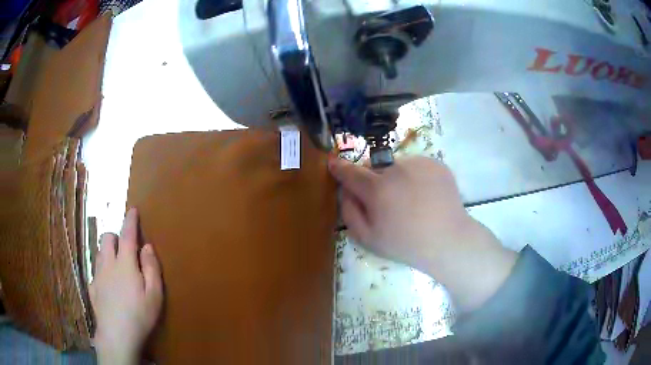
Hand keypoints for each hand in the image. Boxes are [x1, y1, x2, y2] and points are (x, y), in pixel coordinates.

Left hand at [90, 208, 162, 363]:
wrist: (117, 335)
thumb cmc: (140, 315)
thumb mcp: (154, 294)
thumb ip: (151, 267)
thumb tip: (147, 246)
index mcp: (125, 263)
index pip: (127, 234)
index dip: (130, 220)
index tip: (132, 210)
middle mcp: (108, 264)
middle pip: (107, 239)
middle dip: (115, 236)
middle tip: (125, 248)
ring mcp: (98, 276)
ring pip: (99, 253)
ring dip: (108, 252)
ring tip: (117, 265)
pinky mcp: (93, 288)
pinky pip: (96, 271)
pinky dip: (103, 271)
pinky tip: (108, 286)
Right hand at [329, 156, 516, 310]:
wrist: (448, 240)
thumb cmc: (405, 244)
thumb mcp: (368, 238)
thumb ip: (349, 211)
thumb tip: (345, 190)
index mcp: (377, 188)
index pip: (350, 172)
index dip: (339, 168)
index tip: (333, 163)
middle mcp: (397, 169)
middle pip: (374, 166)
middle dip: (372, 178)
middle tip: (385, 200)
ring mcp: (419, 163)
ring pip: (396, 164)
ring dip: (394, 176)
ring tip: (408, 199)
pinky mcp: (436, 164)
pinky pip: (416, 165)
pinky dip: (414, 176)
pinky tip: (423, 195)